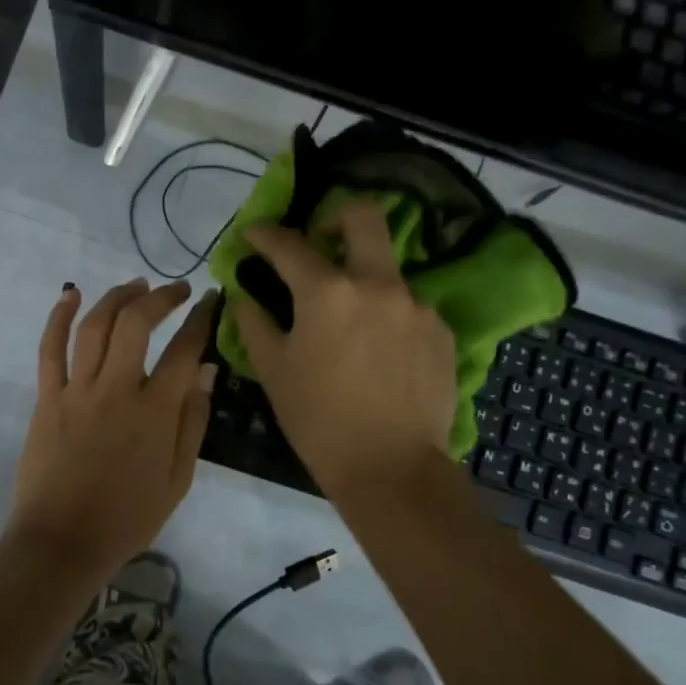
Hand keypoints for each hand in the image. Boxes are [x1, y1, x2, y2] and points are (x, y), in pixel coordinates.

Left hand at [7, 277, 217, 577]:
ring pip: (95, 326)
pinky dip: (59, 317)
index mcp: (155, 412)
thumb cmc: (128, 517)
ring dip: (117, 297)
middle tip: (178, 289)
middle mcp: (117, 390)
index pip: (184, 350)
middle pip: (137, 324)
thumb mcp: (178, 479)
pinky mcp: (47, 398)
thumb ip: (193, 421)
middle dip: (162, 297)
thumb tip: (206, 370)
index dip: (201, 319)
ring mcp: (77, 391)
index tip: (211, 300)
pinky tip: (70, 294)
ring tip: (136, 284)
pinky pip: (50, 348)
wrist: (63, 542)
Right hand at [234, 202, 457, 497]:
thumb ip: (254, 323)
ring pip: (386, 267)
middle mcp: (378, 285)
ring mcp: (416, 305)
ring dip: (362, 276)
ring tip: (348, 318)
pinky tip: (378, 350)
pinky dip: (386, 314)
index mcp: (329, 293)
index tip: (254, 232)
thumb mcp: (274, 372)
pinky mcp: (440, 330)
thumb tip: (244, 295)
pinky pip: (407, 306)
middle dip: (334, 215)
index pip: (290, 244)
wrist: (392, 469)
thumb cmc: (320, 421)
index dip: (265, 233)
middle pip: (363, 216)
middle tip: (319, 238)